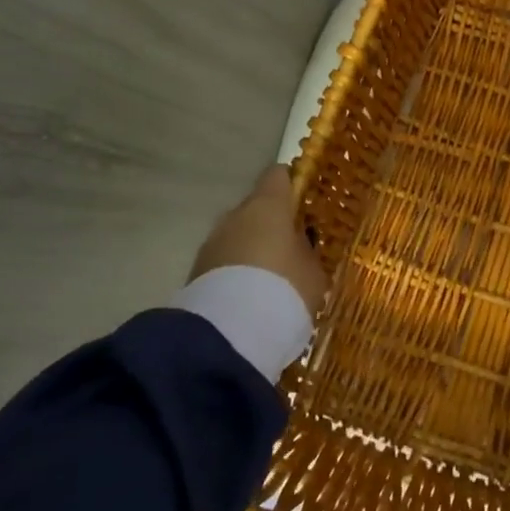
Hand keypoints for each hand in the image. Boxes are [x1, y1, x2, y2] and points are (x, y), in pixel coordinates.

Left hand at [189, 165, 328, 316]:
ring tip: (269, 281)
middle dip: (271, 225)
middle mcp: (236, 215)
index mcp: (268, 204)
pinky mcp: (195, 272)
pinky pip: (224, 263)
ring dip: (251, 251)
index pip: (278, 175)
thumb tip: (300, 244)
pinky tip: (250, 298)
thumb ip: (307, 251)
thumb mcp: (313, 271)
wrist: (228, 335)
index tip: (305, 201)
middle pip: (256, 208)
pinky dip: (235, 274)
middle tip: (290, 250)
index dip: (292, 185)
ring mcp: (212, 242)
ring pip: (238, 237)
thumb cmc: (284, 289)